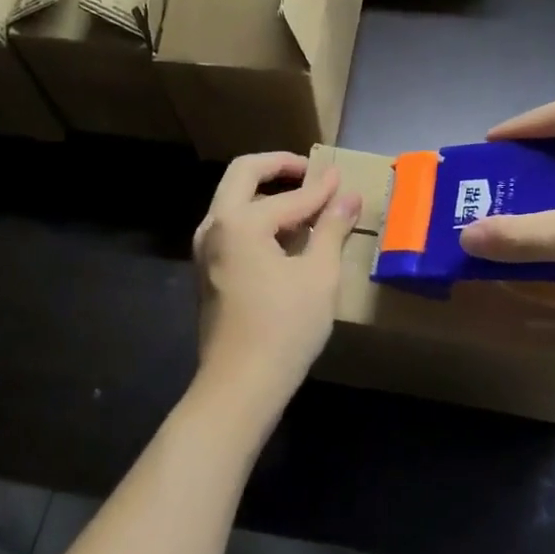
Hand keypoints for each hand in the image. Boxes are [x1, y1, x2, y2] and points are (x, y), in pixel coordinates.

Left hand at [191, 153, 360, 423]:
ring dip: (265, 193)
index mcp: (240, 221)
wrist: (240, 386)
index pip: (290, 196)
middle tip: (310, 172)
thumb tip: (349, 194)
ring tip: (303, 204)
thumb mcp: (319, 275)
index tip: (343, 177)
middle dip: (278, 167)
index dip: (321, 188)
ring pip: (233, 201)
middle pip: (243, 176)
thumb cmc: (285, 327)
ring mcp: (205, 250)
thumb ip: (332, 228)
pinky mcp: (207, 271)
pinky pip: (231, 226)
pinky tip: (285, 236)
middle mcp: (214, 226)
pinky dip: (256, 217)